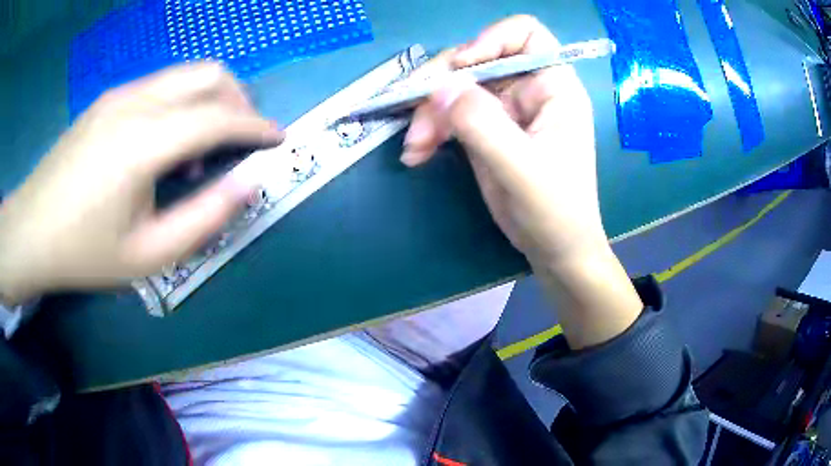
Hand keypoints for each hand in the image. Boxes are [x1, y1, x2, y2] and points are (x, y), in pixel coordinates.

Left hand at [0, 63, 283, 304]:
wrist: (31, 231)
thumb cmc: (84, 252)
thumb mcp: (147, 256)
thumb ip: (203, 220)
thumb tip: (247, 185)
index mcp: (142, 143)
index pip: (217, 117)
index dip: (255, 126)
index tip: (279, 138)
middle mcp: (134, 103)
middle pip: (208, 75)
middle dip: (239, 100)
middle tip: (243, 138)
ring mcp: (119, 96)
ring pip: (185, 74)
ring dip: (210, 100)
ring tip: (202, 149)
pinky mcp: (108, 99)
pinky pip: (161, 85)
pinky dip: (182, 103)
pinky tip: (166, 143)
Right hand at [402, 16, 641, 347]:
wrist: (555, 250)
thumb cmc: (556, 211)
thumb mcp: (522, 169)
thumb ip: (483, 124)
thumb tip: (440, 86)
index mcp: (554, 86)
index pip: (525, 35)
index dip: (490, 40)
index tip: (463, 66)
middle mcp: (529, 89)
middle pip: (477, 60)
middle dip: (442, 84)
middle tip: (415, 114)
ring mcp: (504, 109)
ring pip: (456, 89)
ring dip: (428, 112)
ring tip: (414, 148)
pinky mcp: (486, 130)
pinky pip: (450, 115)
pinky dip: (430, 130)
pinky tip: (416, 155)